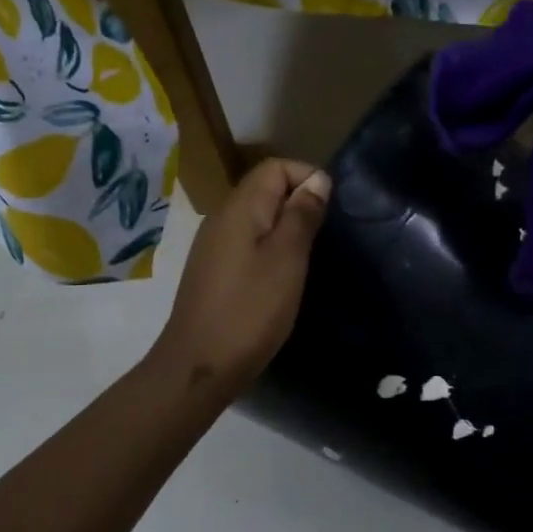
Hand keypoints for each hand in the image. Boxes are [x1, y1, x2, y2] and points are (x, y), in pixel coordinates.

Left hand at [149, 158, 330, 397]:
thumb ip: (302, 215)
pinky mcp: (213, 272)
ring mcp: (213, 246)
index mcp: (239, 207)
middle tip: (324, 237)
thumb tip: (317, 180)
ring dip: (285, 229)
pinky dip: (269, 251)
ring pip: (256, 219)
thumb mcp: (287, 258)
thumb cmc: (251, 309)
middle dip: (298, 203)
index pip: (275, 167)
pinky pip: (247, 245)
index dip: (307, 177)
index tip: (331, 210)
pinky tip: (281, 279)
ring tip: (308, 258)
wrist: (201, 364)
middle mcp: (221, 218)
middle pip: (264, 190)